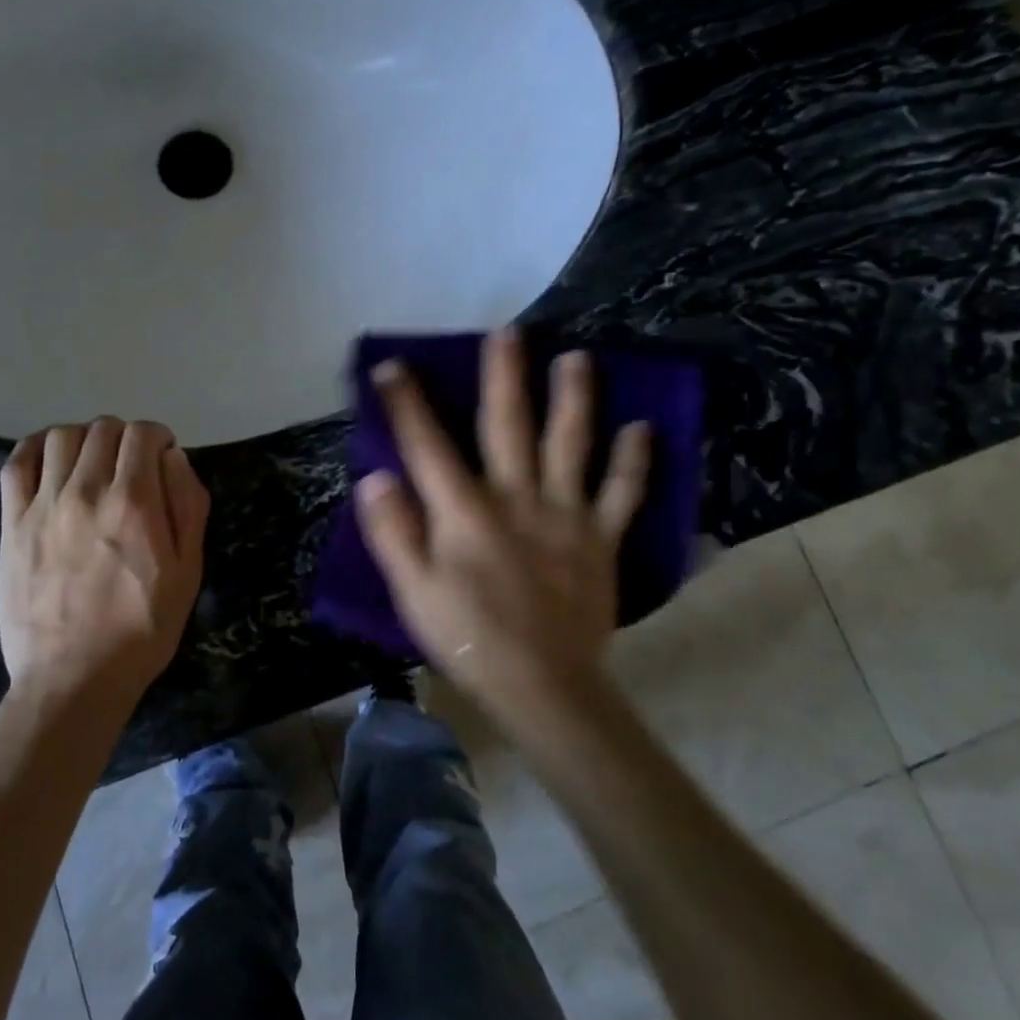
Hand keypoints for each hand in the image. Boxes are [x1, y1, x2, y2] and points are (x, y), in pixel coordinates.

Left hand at [0, 418, 209, 699]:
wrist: (73, 678)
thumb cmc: (142, 629)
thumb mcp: (188, 572)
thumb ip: (187, 505)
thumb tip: (172, 457)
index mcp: (134, 503)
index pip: (142, 434)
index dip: (157, 437)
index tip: (162, 457)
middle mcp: (87, 492)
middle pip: (104, 428)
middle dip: (125, 437)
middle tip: (132, 464)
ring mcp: (44, 505)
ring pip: (62, 436)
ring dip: (85, 438)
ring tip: (93, 463)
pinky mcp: (13, 522)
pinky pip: (17, 463)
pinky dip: (36, 448)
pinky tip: (51, 460)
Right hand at [356, 328, 651, 725]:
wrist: (544, 687)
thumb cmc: (468, 639)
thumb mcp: (413, 592)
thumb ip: (393, 532)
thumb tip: (376, 476)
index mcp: (465, 512)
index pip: (427, 446)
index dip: (406, 404)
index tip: (393, 366)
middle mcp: (516, 498)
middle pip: (507, 426)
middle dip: (503, 377)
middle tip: (507, 332)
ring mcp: (565, 516)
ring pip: (571, 445)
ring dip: (574, 398)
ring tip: (577, 357)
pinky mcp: (601, 540)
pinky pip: (621, 494)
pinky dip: (634, 461)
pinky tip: (643, 428)